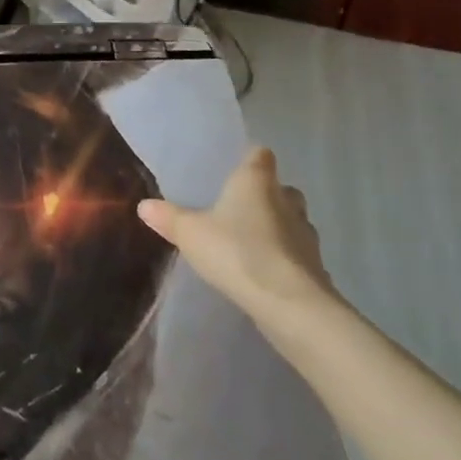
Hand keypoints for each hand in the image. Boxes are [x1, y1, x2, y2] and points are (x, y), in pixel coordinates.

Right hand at [136, 147, 338, 329]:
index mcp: (256, 182)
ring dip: (277, 228)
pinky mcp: (315, 267)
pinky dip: (283, 258)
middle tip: (238, 208)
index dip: (249, 159)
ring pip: (293, 221)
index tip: (234, 168)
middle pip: (281, 188)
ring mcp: (306, 235)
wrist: (288, 304)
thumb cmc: (236, 252)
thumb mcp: (189, 233)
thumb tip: (144, 205)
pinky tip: (263, 272)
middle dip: (265, 195)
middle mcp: (286, 201)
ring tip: (249, 242)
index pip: (260, 155)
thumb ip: (168, 217)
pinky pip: (297, 254)